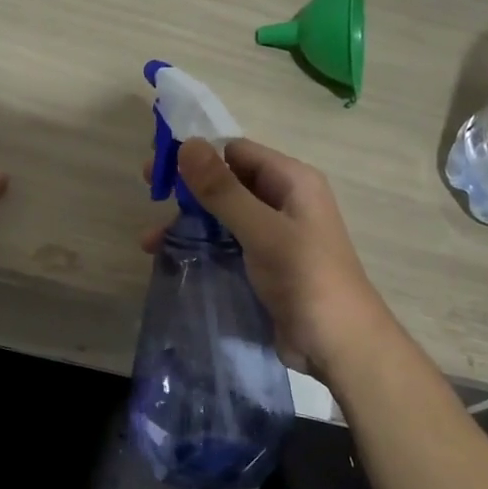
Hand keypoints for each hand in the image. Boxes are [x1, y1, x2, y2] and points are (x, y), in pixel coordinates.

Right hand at [146, 138, 390, 378]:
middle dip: (188, 187)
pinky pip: (225, 242)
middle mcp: (282, 200)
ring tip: (149, 240)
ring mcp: (273, 233)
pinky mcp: (263, 262)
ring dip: (188, 221)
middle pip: (227, 180)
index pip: (236, 151)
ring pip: (222, 214)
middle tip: (149, 191)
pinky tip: (169, 256)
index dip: (197, 154)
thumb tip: (187, 144)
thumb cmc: (305, 278)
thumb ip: (223, 190)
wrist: (339, 344)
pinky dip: (199, 244)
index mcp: (291, 181)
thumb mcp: (262, 231)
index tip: (159, 165)